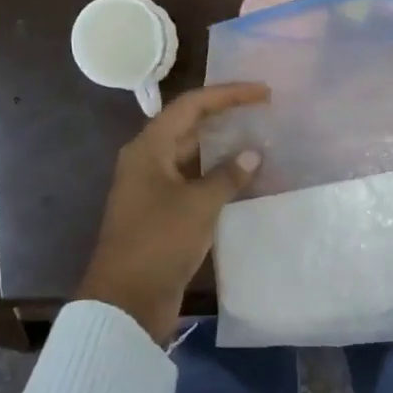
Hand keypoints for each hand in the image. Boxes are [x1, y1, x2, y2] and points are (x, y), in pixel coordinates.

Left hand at [75, 82, 269, 343]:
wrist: (127, 300)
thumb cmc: (159, 242)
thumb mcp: (198, 205)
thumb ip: (227, 176)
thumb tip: (252, 155)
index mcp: (149, 148)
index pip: (191, 106)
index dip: (228, 95)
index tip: (263, 93)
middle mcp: (148, 161)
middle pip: (189, 128)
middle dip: (226, 119)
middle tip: (265, 115)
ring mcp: (153, 189)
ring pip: (193, 157)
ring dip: (224, 151)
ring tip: (261, 144)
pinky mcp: (161, 214)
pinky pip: (193, 184)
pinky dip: (218, 179)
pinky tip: (244, 183)